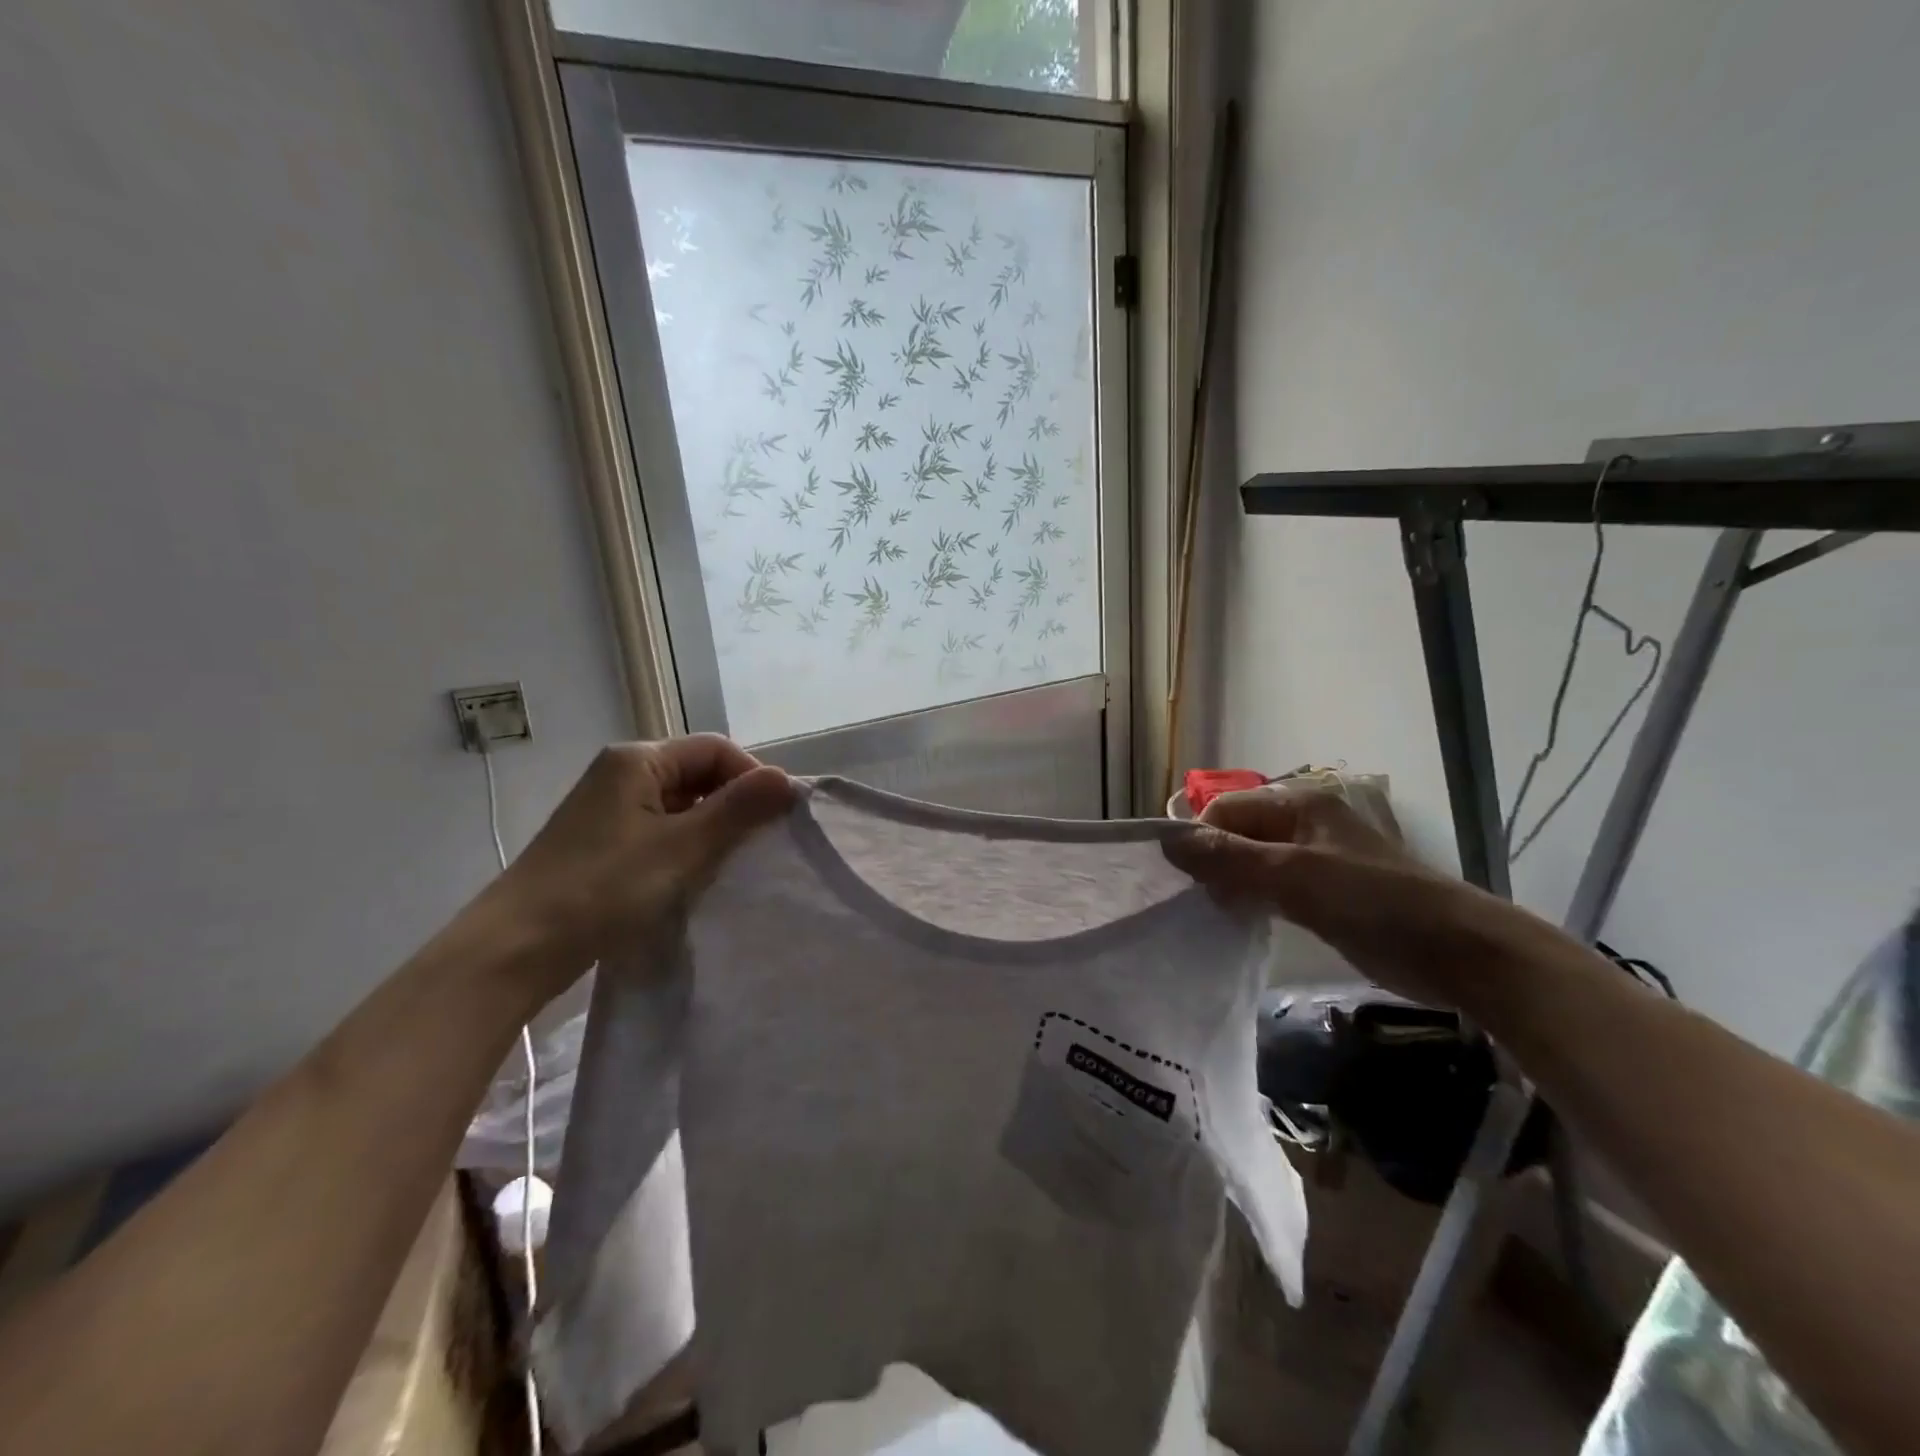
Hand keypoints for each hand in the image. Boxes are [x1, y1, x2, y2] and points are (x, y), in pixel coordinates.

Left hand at [487, 735, 792, 986]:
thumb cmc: (604, 889)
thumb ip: (738, 810)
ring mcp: (608, 809)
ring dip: (710, 830)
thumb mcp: (682, 847)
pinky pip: (659, 830)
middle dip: (733, 805)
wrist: (516, 949)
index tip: (775, 820)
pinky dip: (684, 847)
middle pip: (698, 773)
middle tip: (758, 846)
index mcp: (638, 759)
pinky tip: (693, 878)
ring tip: (729, 866)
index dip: (751, 777)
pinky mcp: (601, 843)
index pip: (716, 749)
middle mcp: (621, 773)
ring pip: (680, 805)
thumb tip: (786, 778)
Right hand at [1167, 785, 1574, 1010]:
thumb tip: (1167, 841)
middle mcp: (1303, 823)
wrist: (1458, 951)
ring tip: (1223, 917)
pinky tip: (1248, 923)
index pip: (1224, 810)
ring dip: (1233, 886)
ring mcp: (1315, 859)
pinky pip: (1272, 887)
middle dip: (1215, 865)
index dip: (1201, 842)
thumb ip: (1229, 858)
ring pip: (1252, 863)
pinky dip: (1255, 901)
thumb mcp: (1294, 876)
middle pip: (1236, 835)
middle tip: (1208, 905)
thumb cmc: (1373, 902)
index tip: (1192, 884)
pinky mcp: (1325, 892)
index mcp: (1298, 804)